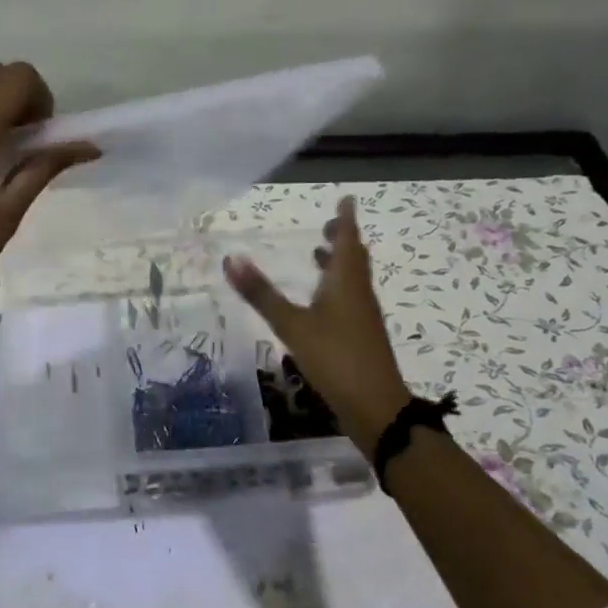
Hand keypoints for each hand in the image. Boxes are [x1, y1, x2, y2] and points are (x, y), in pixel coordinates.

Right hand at [224, 195, 411, 455]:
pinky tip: (320, 302)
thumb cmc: (335, 358)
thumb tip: (230, 258)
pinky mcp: (362, 336)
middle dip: (342, 238)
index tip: (346, 198)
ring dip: (339, 262)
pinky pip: (350, 298)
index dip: (345, 218)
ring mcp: (363, 316)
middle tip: (329, 224)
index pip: (348, 239)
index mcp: (346, 282)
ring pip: (353, 278)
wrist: (376, 408)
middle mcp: (359, 293)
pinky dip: (336, 286)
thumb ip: (261, 294)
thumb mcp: (292, 325)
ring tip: (319, 255)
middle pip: (354, 257)